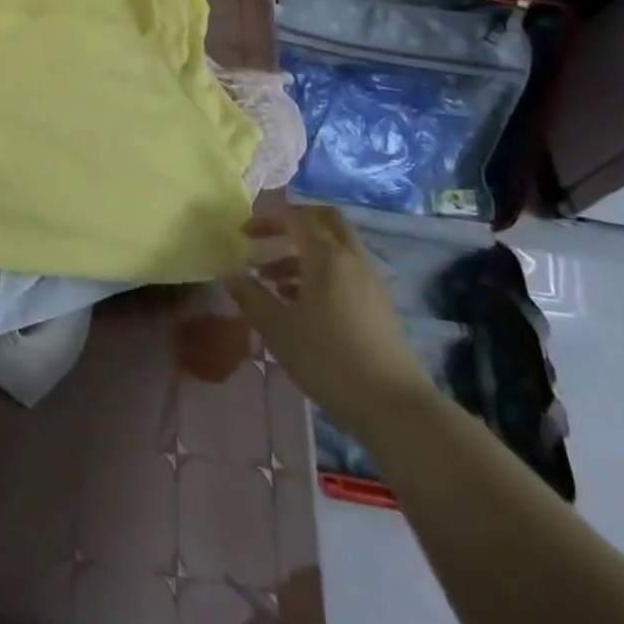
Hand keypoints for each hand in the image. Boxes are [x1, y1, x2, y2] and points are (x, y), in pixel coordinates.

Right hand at [226, 205, 434, 439]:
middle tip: (265, 238)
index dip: (266, 219)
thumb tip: (231, 275)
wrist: (393, 405)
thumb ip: (251, 297)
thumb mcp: (278, 329)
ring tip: (271, 280)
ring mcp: (369, 280)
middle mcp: (351, 258)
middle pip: (324, 220)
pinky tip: (299, 303)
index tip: (242, 233)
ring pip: (334, 247)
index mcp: (326, 256)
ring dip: (302, 252)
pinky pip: (344, 269)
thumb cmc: (328, 360)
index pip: (295, 217)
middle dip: (292, 222)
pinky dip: (319, 271)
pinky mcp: (378, 303)